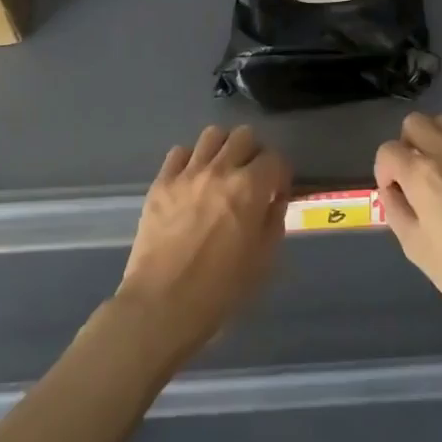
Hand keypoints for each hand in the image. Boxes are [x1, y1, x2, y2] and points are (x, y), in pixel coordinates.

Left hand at [114, 125, 291, 366]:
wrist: (162, 306)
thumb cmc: (221, 291)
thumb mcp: (264, 260)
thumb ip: (274, 221)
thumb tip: (273, 200)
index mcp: (250, 188)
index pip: (275, 158)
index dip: (280, 174)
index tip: (276, 193)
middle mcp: (220, 170)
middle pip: (244, 135)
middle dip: (253, 153)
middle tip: (251, 178)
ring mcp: (187, 174)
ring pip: (212, 134)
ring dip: (223, 148)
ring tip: (221, 172)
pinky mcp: (161, 183)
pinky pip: (179, 152)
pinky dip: (191, 160)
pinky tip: (192, 181)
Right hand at [374, 113, 441, 336]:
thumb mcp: (415, 247)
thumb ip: (396, 209)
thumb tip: (393, 191)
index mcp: (422, 174)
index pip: (388, 150)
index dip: (385, 172)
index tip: (396, 194)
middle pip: (415, 123)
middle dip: (408, 146)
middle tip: (415, 177)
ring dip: (435, 142)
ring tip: (441, 174)